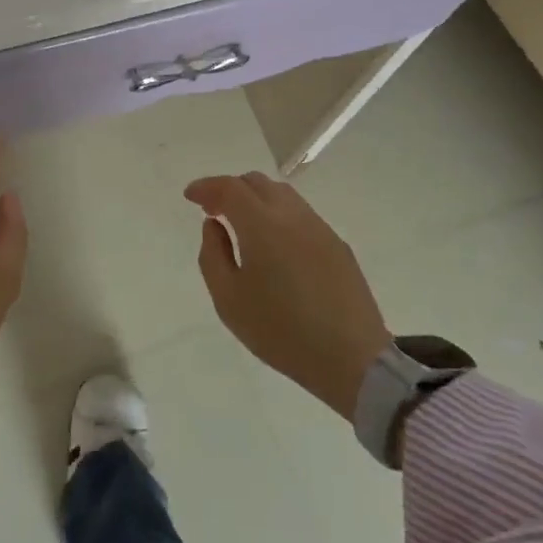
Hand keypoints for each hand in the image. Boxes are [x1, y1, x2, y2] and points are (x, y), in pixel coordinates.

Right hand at [185, 172, 391, 420]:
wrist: (352, 359)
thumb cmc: (281, 331)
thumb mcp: (228, 300)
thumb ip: (213, 255)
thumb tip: (214, 225)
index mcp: (262, 225)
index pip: (229, 188)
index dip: (206, 187)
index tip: (190, 196)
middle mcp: (292, 216)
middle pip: (257, 183)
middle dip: (230, 189)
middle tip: (213, 210)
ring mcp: (319, 228)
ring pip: (282, 195)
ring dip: (256, 199)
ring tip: (242, 225)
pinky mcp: (337, 245)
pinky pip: (301, 215)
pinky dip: (278, 216)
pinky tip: (274, 245)